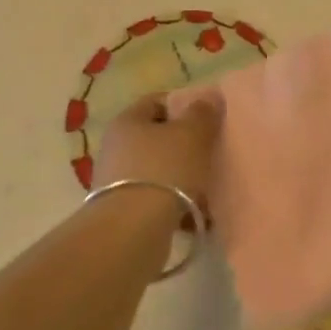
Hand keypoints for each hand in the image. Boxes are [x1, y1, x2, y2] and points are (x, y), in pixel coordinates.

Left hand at [95, 93, 220, 209]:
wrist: (132, 231)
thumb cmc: (164, 169)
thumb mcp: (192, 134)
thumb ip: (202, 113)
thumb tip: (208, 98)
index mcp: (128, 121)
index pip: (156, 101)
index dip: (183, 104)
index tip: (208, 116)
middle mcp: (117, 147)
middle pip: (158, 138)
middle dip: (186, 145)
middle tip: (213, 151)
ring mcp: (118, 181)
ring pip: (160, 171)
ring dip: (184, 178)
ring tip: (210, 188)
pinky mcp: (124, 211)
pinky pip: (158, 200)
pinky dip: (178, 205)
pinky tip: (200, 215)